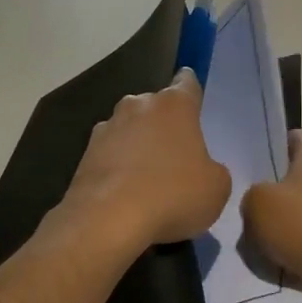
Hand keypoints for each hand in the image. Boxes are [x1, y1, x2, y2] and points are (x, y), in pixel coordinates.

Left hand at [60, 68, 230, 255]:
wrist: (108, 220)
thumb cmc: (173, 195)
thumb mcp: (217, 187)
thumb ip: (213, 169)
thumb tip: (202, 169)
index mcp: (175, 105)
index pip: (186, 82)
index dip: (192, 91)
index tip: (194, 104)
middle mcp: (138, 105)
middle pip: (155, 106)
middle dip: (164, 124)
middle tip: (176, 154)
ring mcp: (107, 128)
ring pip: (130, 129)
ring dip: (138, 145)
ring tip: (148, 178)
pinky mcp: (84, 154)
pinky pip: (110, 154)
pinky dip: (118, 167)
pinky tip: (126, 193)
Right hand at [242, 130, 301, 302]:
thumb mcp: (258, 204)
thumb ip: (251, 194)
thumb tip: (261, 202)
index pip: (290, 138)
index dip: (268, 153)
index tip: (250, 176)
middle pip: (300, 175)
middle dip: (279, 193)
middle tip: (254, 212)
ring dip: (294, 222)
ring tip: (271, 243)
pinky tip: (294, 261)